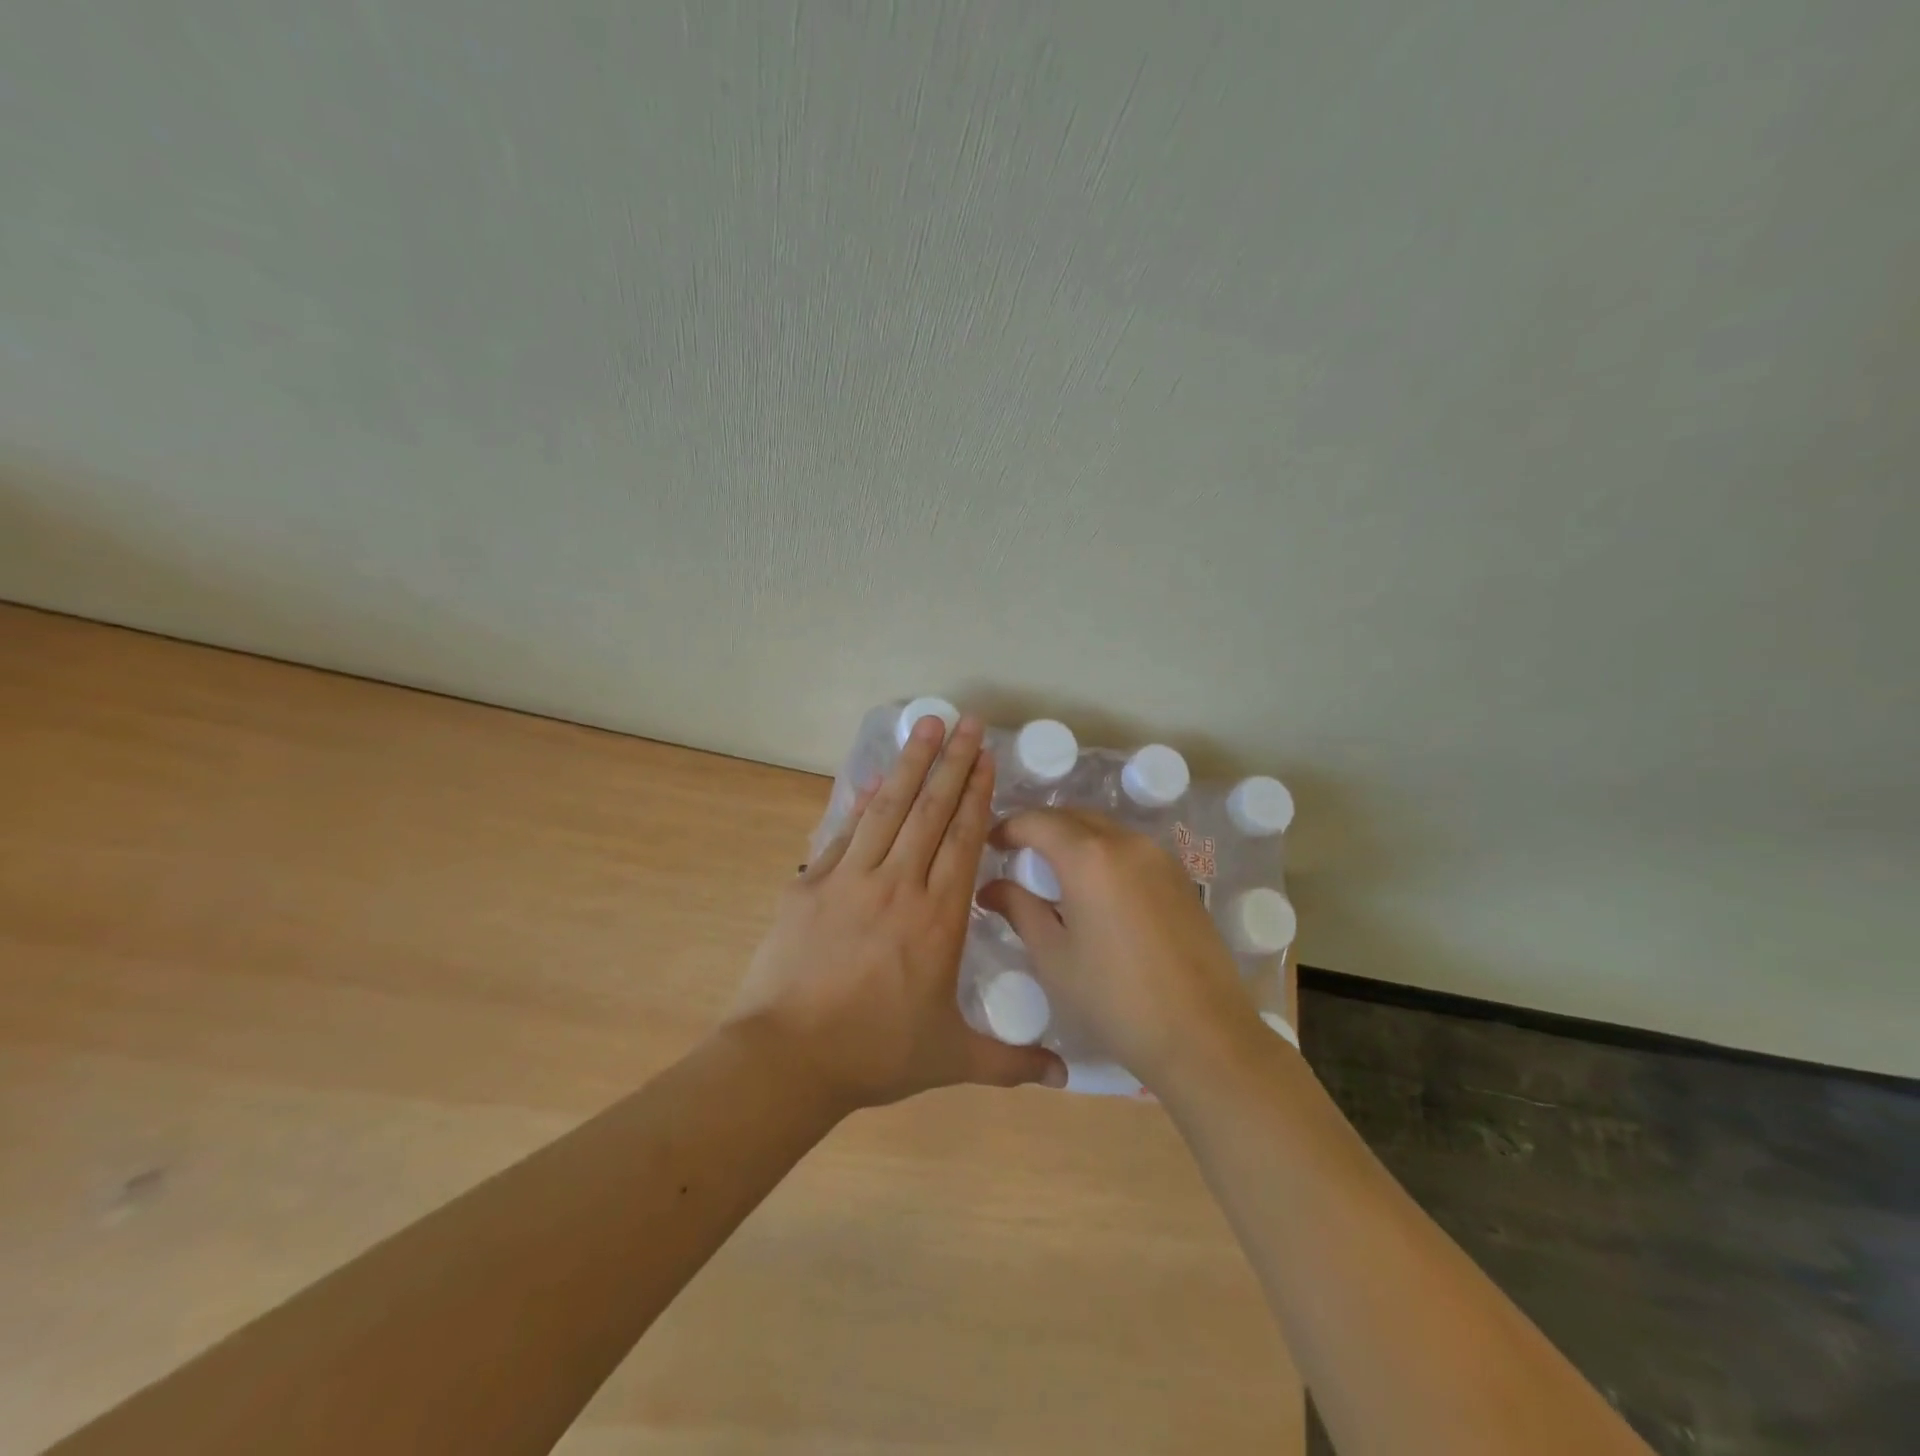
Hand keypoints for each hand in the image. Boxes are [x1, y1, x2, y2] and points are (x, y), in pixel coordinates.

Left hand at [729, 714, 1066, 1109]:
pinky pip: (843, 832)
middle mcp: (898, 885)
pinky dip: (861, 802)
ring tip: (925, 725)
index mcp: (938, 918)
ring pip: (888, 809)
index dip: (976, 793)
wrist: (787, 1058)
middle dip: (951, 761)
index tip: (985, 756)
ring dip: (909, 764)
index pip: (963, 839)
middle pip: (930, 810)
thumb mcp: (951, 1059)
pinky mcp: (810, 885)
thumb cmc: (875, 1054)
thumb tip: (1065, 1076)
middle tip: (966, 720)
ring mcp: (850, 879)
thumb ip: (1010, 1062)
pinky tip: (873, 779)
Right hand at [977, 810, 1265, 1093]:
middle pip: (1074, 817)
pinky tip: (1097, 891)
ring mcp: (1160, 857)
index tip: (991, 847)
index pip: (1037, 821)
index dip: (1008, 828)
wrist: (1203, 1035)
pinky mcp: (1181, 878)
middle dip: (1042, 829)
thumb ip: (1019, 909)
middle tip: (1018, 858)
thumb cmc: (1114, 999)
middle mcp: (1127, 842)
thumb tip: (991, 888)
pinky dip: (1105, 855)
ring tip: (1055, 875)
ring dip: (1075, 840)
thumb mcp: (1053, 957)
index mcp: (1088, 857)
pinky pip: (1131, 850)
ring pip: (1106, 830)